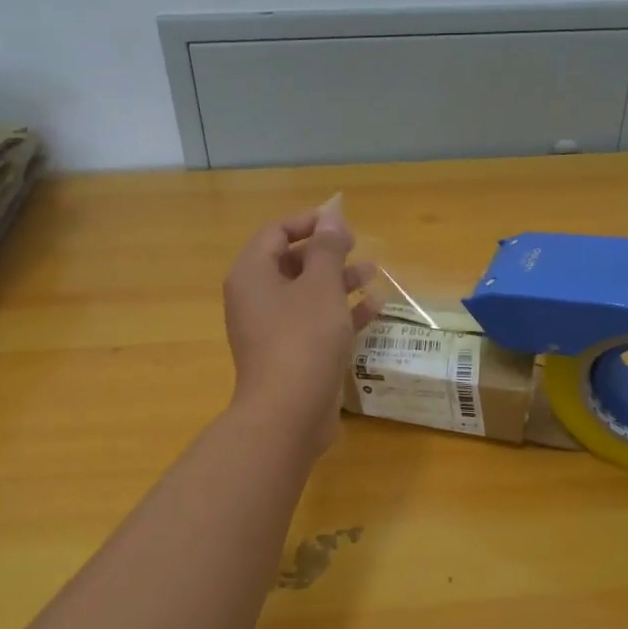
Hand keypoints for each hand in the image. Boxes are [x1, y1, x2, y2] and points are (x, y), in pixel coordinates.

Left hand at [223, 201, 379, 447]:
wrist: (288, 414)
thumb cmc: (303, 339)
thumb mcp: (321, 286)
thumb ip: (328, 248)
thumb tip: (331, 213)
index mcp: (252, 275)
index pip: (276, 232)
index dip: (309, 221)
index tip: (342, 223)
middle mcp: (256, 298)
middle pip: (291, 262)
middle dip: (327, 252)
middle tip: (358, 247)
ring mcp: (272, 329)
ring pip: (307, 293)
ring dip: (339, 280)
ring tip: (374, 273)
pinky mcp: (291, 354)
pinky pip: (315, 322)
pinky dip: (341, 312)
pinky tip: (375, 307)